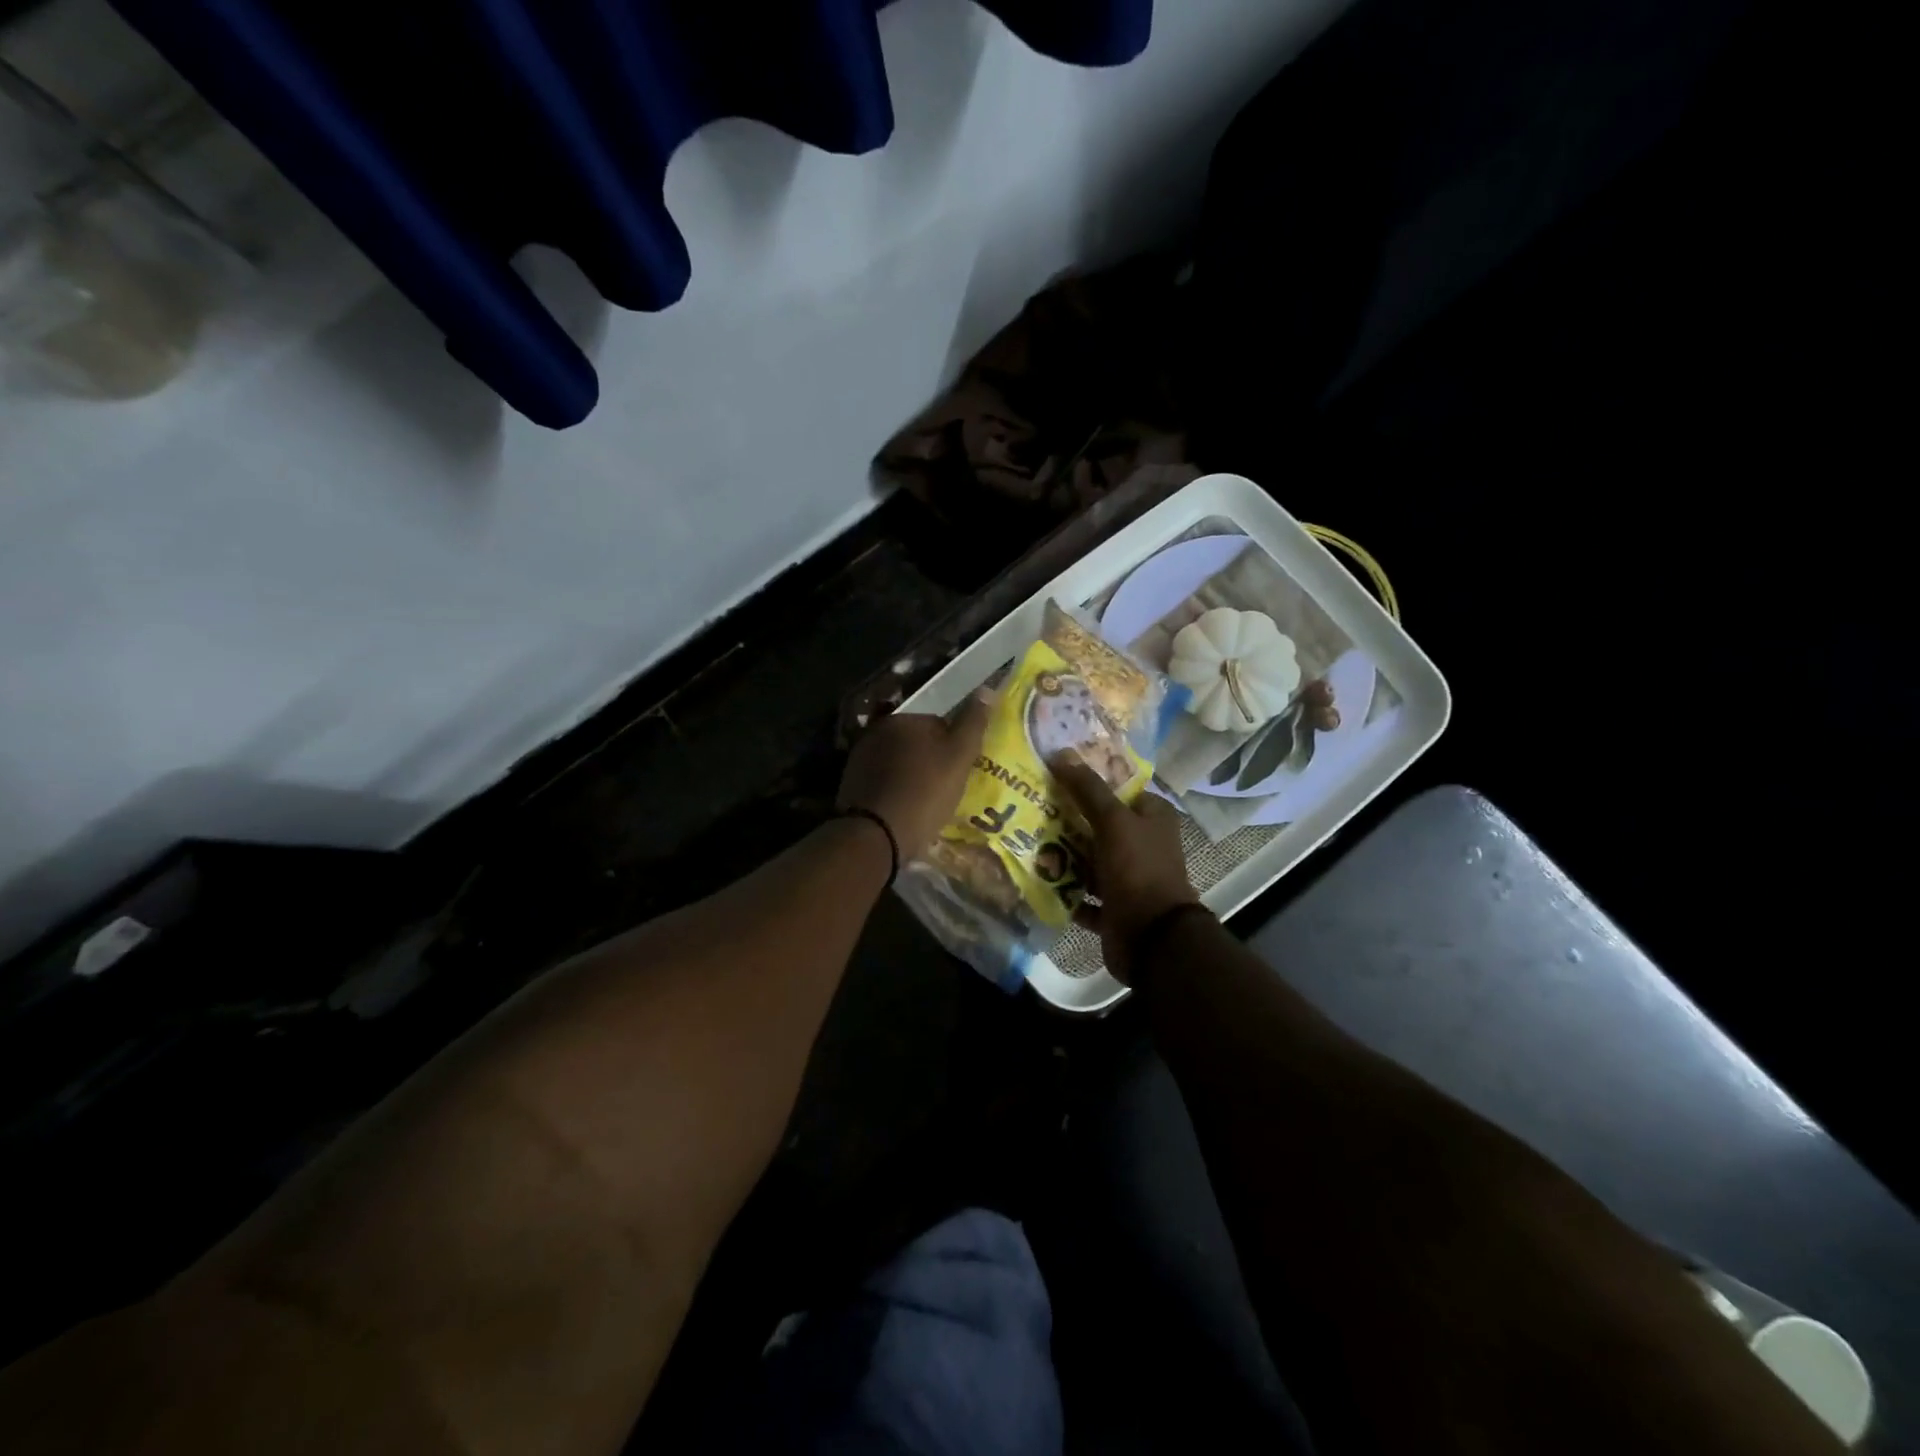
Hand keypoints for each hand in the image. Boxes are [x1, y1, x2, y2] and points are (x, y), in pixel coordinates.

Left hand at [837, 693, 991, 859]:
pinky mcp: (851, 785)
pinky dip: (895, 792)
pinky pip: (883, 783)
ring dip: (912, 777)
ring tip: (926, 804)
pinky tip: (905, 811)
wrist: (877, 834)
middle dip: (930, 761)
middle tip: (946, 789)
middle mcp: (876, 732)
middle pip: (916, 743)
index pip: (938, 725)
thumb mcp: (959, 757)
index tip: (960, 772)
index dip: (953, 749)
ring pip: (898, 764)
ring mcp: (859, 758)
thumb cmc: (924, 792)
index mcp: (902, 719)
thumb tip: (986, 689)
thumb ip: (973, 723)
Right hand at [1052, 755, 1201, 985]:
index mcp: (1153, 818)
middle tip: (1031, 806)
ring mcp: (1128, 879)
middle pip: (1100, 825)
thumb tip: (1061, 753)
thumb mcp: (1113, 821)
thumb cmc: (1137, 869)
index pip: (1120, 789)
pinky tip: (1036, 879)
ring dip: (1063, 855)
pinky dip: (1064, 890)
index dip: (1090, 781)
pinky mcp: (1113, 908)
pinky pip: (1083, 895)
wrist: (1152, 938)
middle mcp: (1143, 845)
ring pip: (1089, 860)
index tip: (1054, 774)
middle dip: (1068, 819)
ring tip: (1026, 841)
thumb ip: (1087, 789)